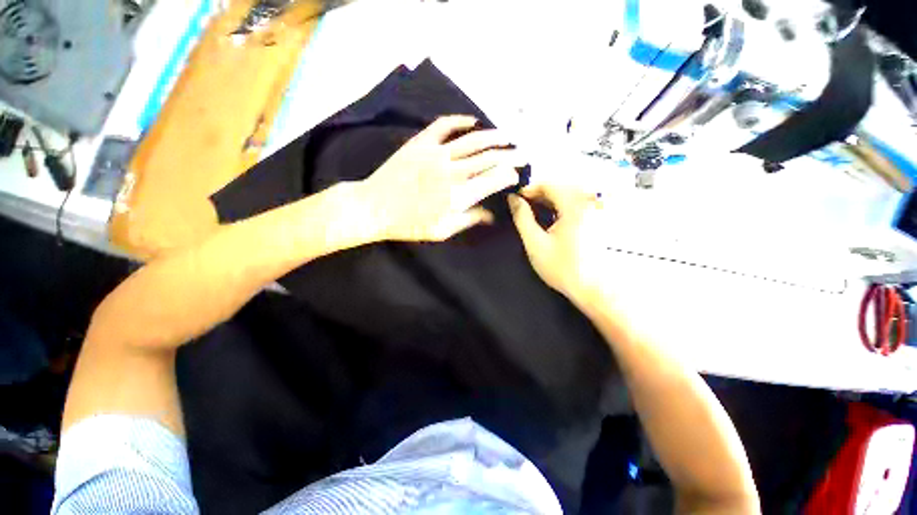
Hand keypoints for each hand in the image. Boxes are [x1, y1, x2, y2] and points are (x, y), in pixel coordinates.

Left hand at [359, 115, 525, 241]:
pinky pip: (444, 125)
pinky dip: (460, 120)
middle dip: (510, 155)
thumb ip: (468, 220)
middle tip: (523, 154)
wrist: (374, 207)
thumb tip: (491, 215)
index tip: (516, 176)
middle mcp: (452, 171)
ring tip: (508, 137)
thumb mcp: (441, 231)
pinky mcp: (421, 142)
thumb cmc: (409, 224)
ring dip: (494, 137)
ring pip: (473, 140)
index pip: (493, 179)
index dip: (509, 175)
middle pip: (489, 158)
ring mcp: (436, 153)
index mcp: (458, 195)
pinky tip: (473, 121)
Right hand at [508, 184, 606, 303]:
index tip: (516, 198)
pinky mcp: (598, 219)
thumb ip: (522, 218)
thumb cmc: (561, 268)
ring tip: (534, 210)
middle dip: (539, 193)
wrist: (592, 288)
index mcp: (575, 206)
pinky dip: (561, 206)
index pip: (550, 184)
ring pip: (569, 194)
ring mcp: (596, 210)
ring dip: (550, 199)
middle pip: (561, 187)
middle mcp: (589, 203)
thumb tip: (513, 199)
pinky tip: (552, 217)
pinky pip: (577, 203)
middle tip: (523, 205)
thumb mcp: (535, 243)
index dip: (530, 188)